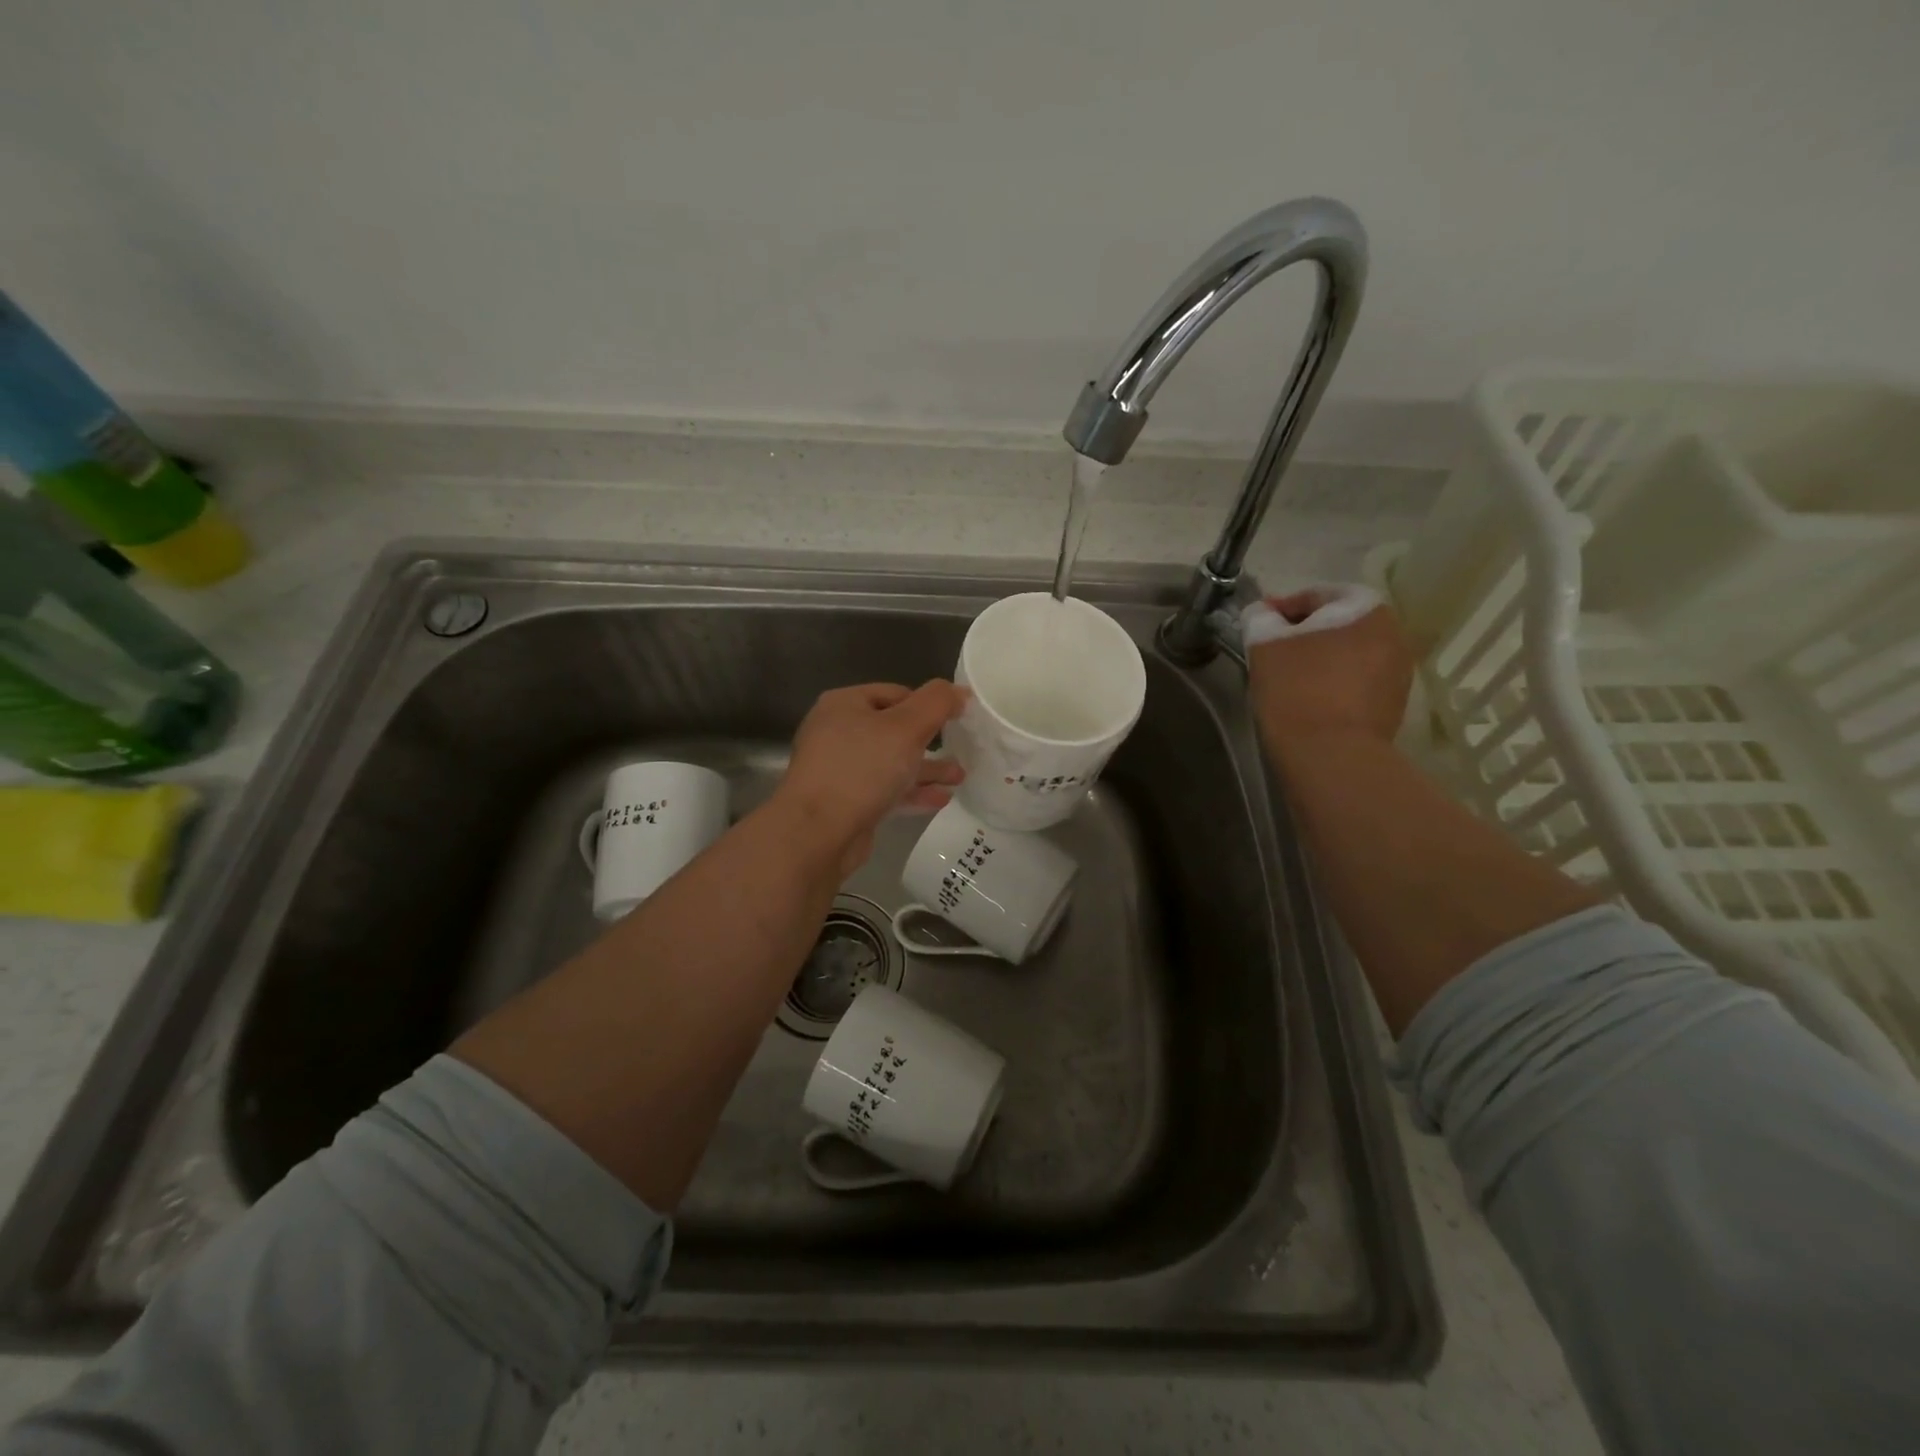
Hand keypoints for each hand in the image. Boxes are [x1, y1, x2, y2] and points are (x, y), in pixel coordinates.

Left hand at [774, 680, 967, 875]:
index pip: (896, 693)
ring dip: (926, 769)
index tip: (958, 719)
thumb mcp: (906, 727)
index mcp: (845, 704)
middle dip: (930, 741)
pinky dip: (912, 792)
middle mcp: (837, 732)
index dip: (928, 704)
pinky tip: (940, 799)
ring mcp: (839, 770)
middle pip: (893, 730)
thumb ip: (936, 703)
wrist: (818, 833)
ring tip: (960, 777)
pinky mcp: (845, 802)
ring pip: (891, 763)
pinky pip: (885, 790)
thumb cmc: (862, 769)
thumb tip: (959, 691)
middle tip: (962, 749)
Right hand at [1247, 591, 1415, 761]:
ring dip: (1320, 659)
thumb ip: (1260, 619)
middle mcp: (1393, 634)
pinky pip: (1356, 682)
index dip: (1283, 607)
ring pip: (1348, 654)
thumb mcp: (1265, 646)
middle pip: (1338, 624)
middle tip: (1271, 649)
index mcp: (1367, 610)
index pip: (1319, 594)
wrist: (1330, 757)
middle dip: (1305, 633)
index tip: (1258, 624)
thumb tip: (1262, 613)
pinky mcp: (1392, 706)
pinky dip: (1332, 683)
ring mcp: (1398, 673)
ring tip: (1286, 677)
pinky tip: (1307, 699)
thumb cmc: (1297, 690)